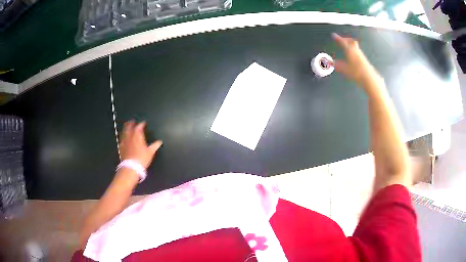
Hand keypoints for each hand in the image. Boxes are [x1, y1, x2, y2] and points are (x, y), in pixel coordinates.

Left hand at [119, 120, 162, 168]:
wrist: (131, 167)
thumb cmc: (142, 158)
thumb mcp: (150, 152)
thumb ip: (155, 146)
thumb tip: (159, 142)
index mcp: (137, 136)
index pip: (139, 127)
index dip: (141, 124)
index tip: (143, 123)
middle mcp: (130, 137)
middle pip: (129, 127)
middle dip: (131, 123)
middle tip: (132, 121)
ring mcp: (124, 141)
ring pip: (124, 132)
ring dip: (125, 128)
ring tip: (126, 126)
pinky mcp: (121, 147)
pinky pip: (121, 139)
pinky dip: (122, 136)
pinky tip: (123, 137)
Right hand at [332, 33, 380, 85]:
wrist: (368, 76)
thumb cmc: (355, 71)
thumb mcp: (344, 69)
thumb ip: (337, 65)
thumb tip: (330, 62)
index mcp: (349, 50)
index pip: (342, 42)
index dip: (337, 38)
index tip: (334, 35)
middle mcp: (355, 50)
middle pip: (351, 41)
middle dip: (346, 39)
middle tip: (342, 40)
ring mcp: (360, 54)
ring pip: (355, 46)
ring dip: (350, 44)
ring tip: (347, 46)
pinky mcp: (364, 59)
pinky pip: (357, 51)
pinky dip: (353, 50)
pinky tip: (352, 55)